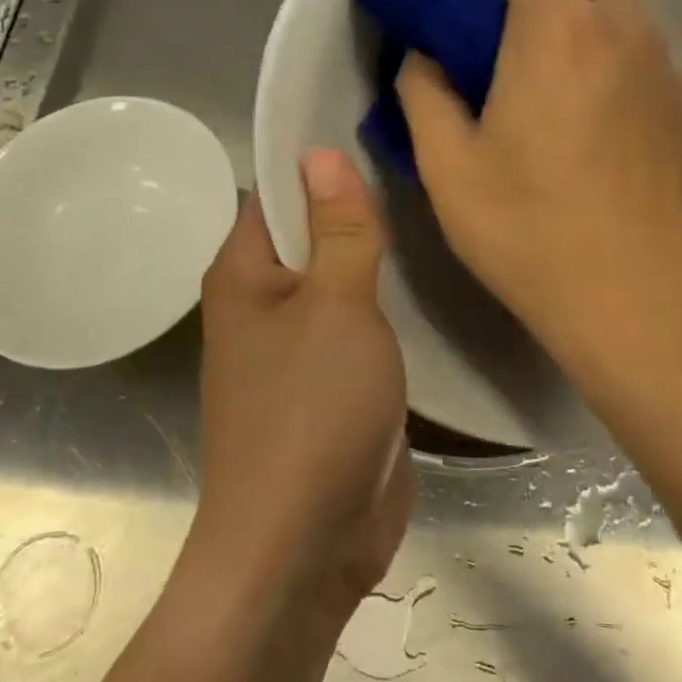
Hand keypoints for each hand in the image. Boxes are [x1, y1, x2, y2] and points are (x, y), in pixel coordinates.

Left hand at [188, 150, 415, 629]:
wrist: (304, 545)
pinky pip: (358, 328)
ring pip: (339, 284)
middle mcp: (263, 305)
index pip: (276, 192)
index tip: (382, 136)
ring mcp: (298, 349)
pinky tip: (431, 287)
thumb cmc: (312, 412)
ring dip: (377, 262)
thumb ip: (338, 230)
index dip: (321, 164)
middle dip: (359, 212)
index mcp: (243, 275)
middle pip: (312, 236)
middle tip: (427, 176)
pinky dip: (386, 309)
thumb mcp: (336, 307)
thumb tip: (321, 152)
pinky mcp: (331, 385)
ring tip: (438, 218)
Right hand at [395, 0, 681, 395]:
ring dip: (581, 5)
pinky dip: (611, 44)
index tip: (470, 14)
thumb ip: (423, 93)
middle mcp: (621, 26)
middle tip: (507, 30)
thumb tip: (424, 56)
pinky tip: (586, 113)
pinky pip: (643, 40)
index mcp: (555, 29)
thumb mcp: (447, 169)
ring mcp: (663, 62)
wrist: (638, 301)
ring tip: (545, 75)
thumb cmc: (529, 234)